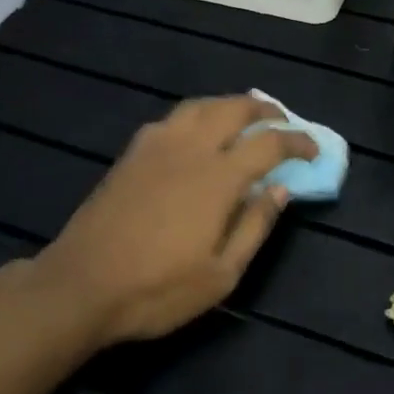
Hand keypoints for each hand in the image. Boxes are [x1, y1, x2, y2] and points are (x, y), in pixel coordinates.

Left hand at [36, 96, 316, 345]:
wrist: (80, 285)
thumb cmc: (157, 289)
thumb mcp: (221, 275)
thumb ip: (255, 226)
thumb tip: (280, 190)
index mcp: (218, 178)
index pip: (269, 143)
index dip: (297, 141)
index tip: (313, 150)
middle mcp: (190, 149)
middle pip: (234, 109)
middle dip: (265, 110)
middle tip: (281, 121)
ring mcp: (156, 146)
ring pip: (201, 106)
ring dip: (229, 104)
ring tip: (243, 116)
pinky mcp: (132, 153)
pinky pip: (172, 118)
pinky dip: (197, 115)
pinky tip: (196, 132)